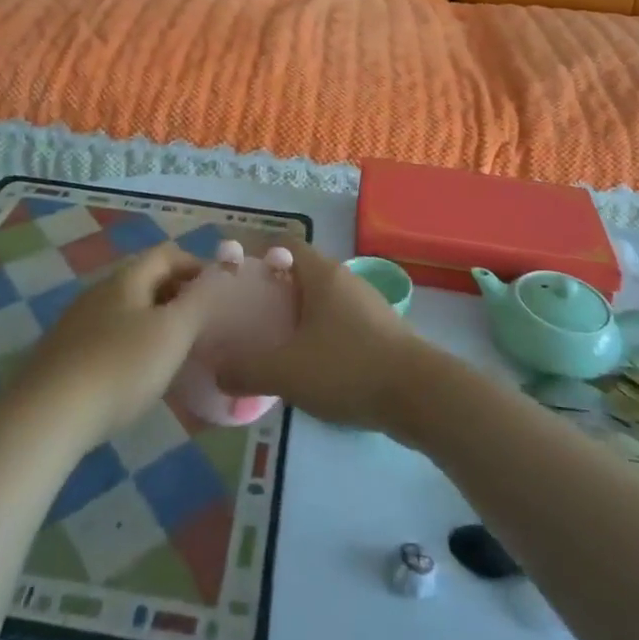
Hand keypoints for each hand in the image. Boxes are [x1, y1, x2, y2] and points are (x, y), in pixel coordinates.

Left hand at [10, 244, 216, 445]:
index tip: (218, 294)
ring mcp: (76, 322)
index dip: (196, 266)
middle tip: (201, 324)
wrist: (47, 416)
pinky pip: (107, 335)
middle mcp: (99, 290)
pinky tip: (136, 375)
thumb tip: (220, 274)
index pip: (167, 254)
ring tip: (174, 351)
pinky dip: (130, 343)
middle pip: (145, 279)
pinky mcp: (63, 354)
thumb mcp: (173, 332)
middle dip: (177, 294)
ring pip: (126, 309)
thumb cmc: (121, 367)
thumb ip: (200, 300)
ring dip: (154, 320)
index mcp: (127, 278)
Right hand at [216, 239, 420, 430]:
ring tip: (276, 343)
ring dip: (300, 315)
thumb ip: (247, 370)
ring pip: (323, 300)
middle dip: (276, 290)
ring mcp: (368, 304)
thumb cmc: (348, 368)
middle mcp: (345, 279)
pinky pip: (342, 322)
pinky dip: (322, 334)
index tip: (237, 280)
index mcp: (322, 274)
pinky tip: (312, 366)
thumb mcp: (287, 371)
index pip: (286, 245)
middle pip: (303, 273)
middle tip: (249, 317)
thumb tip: (218, 372)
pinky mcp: (382, 331)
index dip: (259, 256)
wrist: (420, 395)